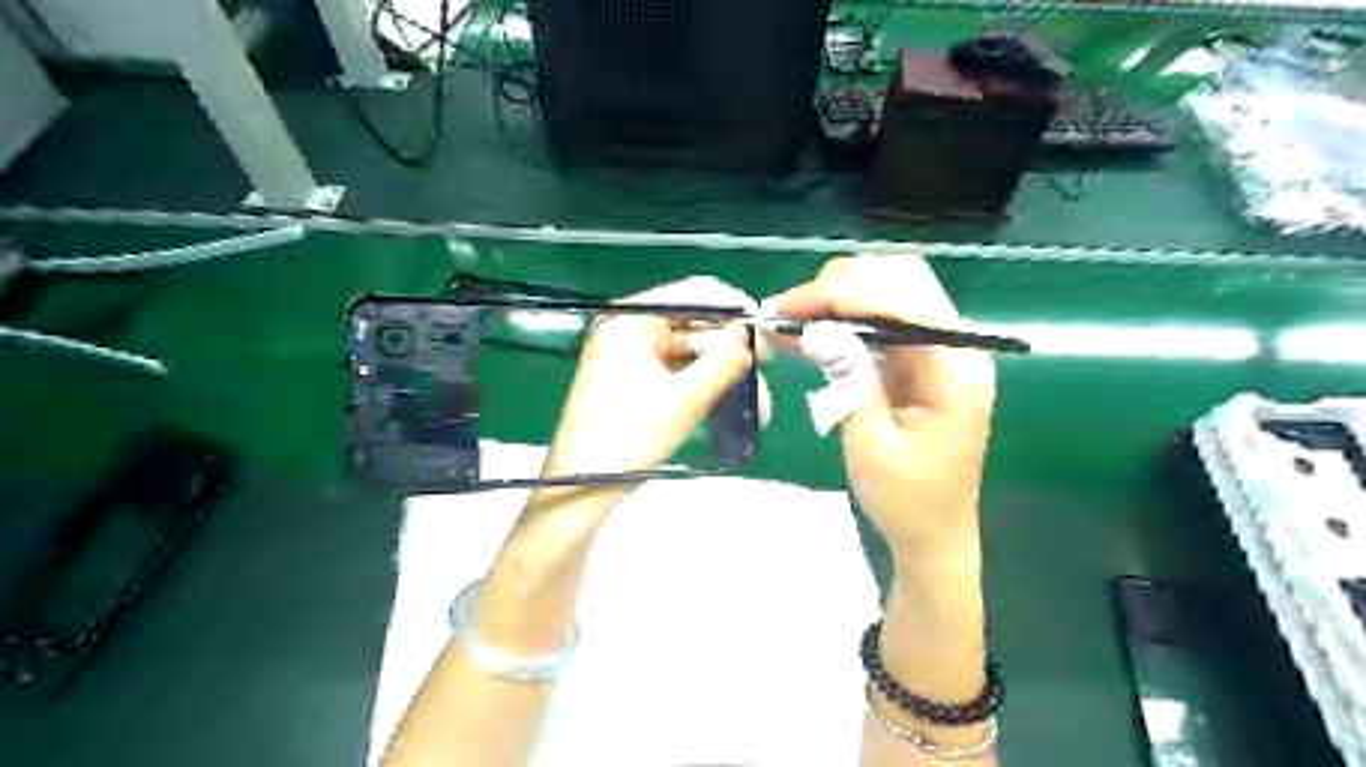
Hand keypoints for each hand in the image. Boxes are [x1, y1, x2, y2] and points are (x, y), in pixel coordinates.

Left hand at [546, 275, 756, 484]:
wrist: (581, 487)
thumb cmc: (630, 437)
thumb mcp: (686, 398)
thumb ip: (724, 359)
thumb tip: (752, 331)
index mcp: (632, 319)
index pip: (695, 294)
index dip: (735, 309)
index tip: (767, 331)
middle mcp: (628, 328)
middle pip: (693, 323)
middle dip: (730, 348)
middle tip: (766, 368)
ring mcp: (628, 354)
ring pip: (687, 351)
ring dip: (720, 371)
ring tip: (755, 398)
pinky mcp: (631, 379)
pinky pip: (674, 370)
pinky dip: (700, 383)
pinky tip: (727, 401)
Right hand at [768, 254, 993, 564]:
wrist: (933, 537)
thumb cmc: (905, 501)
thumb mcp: (870, 442)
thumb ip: (849, 378)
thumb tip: (815, 328)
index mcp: (956, 370)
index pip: (904, 303)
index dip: (843, 296)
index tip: (789, 307)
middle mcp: (957, 349)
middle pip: (904, 281)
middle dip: (843, 285)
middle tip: (790, 308)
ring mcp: (941, 354)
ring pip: (892, 295)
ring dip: (841, 298)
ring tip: (791, 317)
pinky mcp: (921, 364)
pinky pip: (882, 324)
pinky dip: (845, 322)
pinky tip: (809, 332)